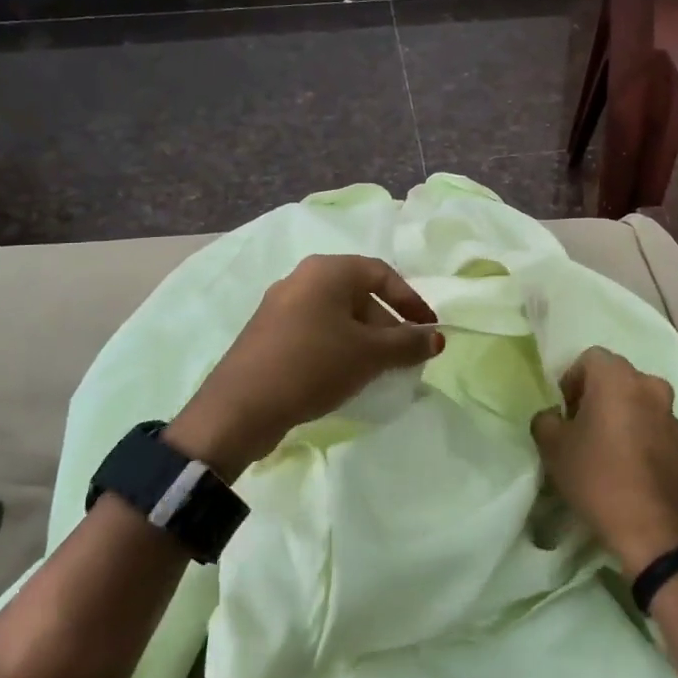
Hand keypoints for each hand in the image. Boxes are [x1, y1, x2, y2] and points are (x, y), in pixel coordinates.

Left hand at [167, 254, 440, 475]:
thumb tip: (437, 338)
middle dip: (388, 325)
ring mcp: (281, 306)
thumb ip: (408, 343)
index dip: (411, 301)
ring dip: (365, 339)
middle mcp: (302, 279)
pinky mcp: (268, 334)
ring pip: (337, 315)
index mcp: (327, 270)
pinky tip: (345, 375)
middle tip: (405, 356)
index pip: (382, 273)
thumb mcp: (370, 354)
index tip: (429, 330)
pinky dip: (339, 346)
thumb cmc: (314, 364)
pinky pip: (316, 331)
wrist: (240, 407)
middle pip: (359, 294)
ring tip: (379, 370)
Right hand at [532, 347, 677, 575]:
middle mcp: (649, 385)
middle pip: (615, 377)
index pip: (589, 358)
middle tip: (580, 428)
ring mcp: (670, 413)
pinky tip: (625, 464)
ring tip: (604, 448)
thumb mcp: (553, 448)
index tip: (564, 412)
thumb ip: (545, 420)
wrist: (655, 529)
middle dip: (595, 395)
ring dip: (619, 413)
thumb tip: (554, 417)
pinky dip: (637, 432)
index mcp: (618, 377)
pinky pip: (652, 423)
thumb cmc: (598, 477)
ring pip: (636, 400)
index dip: (571, 381)